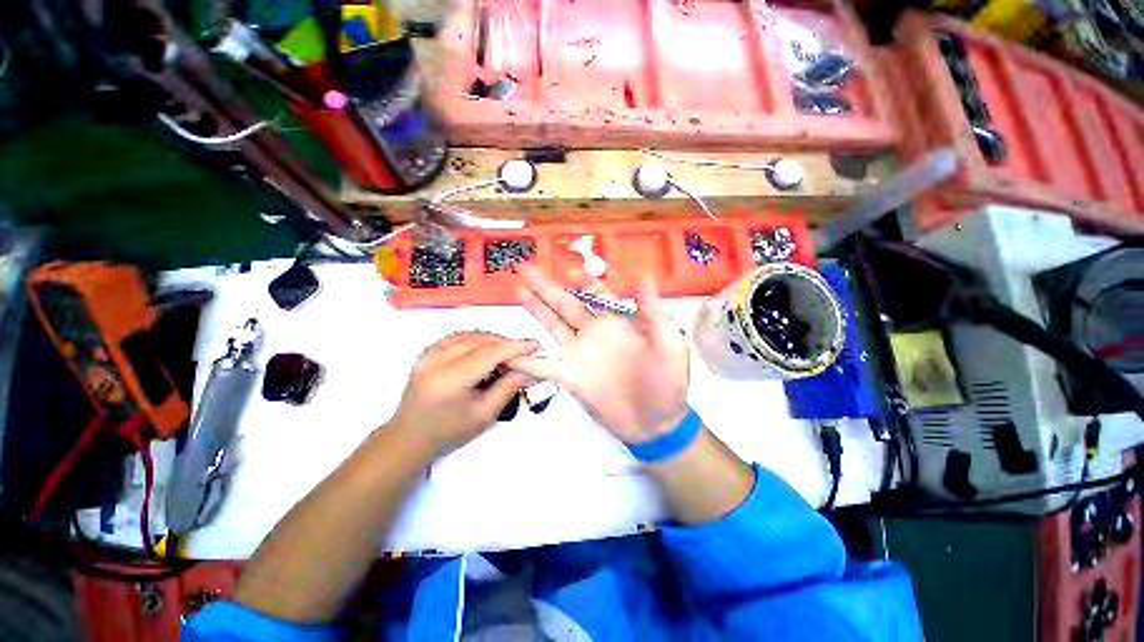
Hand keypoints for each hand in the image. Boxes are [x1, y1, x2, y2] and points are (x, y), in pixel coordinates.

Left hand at [387, 331, 537, 454]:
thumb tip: (528, 369)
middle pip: (480, 340)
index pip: (489, 353)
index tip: (535, 344)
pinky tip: (486, 350)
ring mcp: (428, 353)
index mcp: (451, 379)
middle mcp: (437, 360)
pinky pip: (458, 336)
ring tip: (506, 354)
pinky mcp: (426, 352)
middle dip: (505, 343)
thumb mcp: (484, 415)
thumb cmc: (449, 432)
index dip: (514, 347)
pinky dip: (476, 339)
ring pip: (469, 334)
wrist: (409, 437)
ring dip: (492, 340)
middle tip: (523, 353)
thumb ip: (508, 388)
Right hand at [507, 266, 689, 443]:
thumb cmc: (667, 381)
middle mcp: (594, 333)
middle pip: (566, 304)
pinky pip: (543, 366)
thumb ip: (653, 312)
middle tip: (525, 268)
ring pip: (552, 326)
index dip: (582, 280)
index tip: (567, 268)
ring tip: (517, 291)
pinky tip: (508, 352)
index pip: (596, 294)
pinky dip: (525, 360)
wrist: (656, 422)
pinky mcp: (570, 377)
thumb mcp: (669, 343)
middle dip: (546, 286)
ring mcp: (579, 354)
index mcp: (617, 323)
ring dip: (535, 309)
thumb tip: (644, 275)